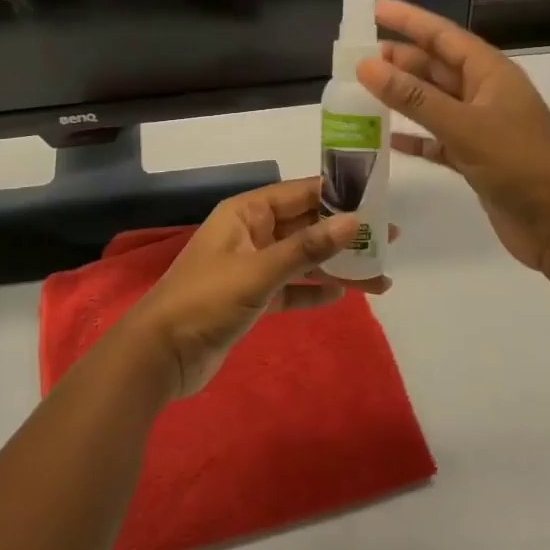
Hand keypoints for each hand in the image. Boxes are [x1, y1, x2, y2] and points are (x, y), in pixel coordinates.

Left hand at [120, 179, 391, 397]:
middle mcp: (251, 233)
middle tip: (390, 239)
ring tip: (380, 278)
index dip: (337, 194)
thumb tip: (354, 221)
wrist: (160, 356)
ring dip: (336, 266)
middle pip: (305, 226)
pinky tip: (343, 296)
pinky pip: (291, 288)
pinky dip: (314, 291)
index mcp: (246, 212)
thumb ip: (307, 248)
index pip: (300, 193)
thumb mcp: (259, 271)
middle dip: (344, 233)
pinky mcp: (251, 299)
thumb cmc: (206, 300)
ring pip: (302, 259)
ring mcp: (251, 267)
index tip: (377, 197)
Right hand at [358, 0, 549, 276]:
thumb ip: (414, 98)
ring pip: (433, 103)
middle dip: (400, 59)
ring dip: (402, 97)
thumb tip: (367, 65)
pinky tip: (385, 140)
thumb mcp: (464, 126)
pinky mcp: (476, 160)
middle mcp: (485, 94)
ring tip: (363, 90)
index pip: (443, 36)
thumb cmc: (519, 164)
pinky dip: (414, 138)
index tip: (374, 8)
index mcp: (491, 73)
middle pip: (436, 67)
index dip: (409, 20)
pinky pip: (437, 140)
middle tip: (357, 57)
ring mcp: (481, 128)